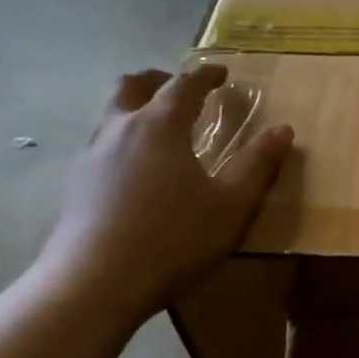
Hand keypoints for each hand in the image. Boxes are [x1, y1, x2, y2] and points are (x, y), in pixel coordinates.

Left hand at [35, 67, 292, 323]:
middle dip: (158, 80)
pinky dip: (121, 140)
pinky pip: (100, 146)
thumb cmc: (172, 239)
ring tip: (158, 129)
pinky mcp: (75, 186)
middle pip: (132, 86)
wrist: (94, 284)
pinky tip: (134, 172)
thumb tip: (283, 130)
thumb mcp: (231, 205)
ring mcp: (91, 157)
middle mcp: (120, 129)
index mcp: (160, 125)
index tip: (221, 73)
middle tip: (178, 89)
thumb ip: (258, 165)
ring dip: (134, 108)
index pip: (185, 84)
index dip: (205, 75)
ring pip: (110, 114)